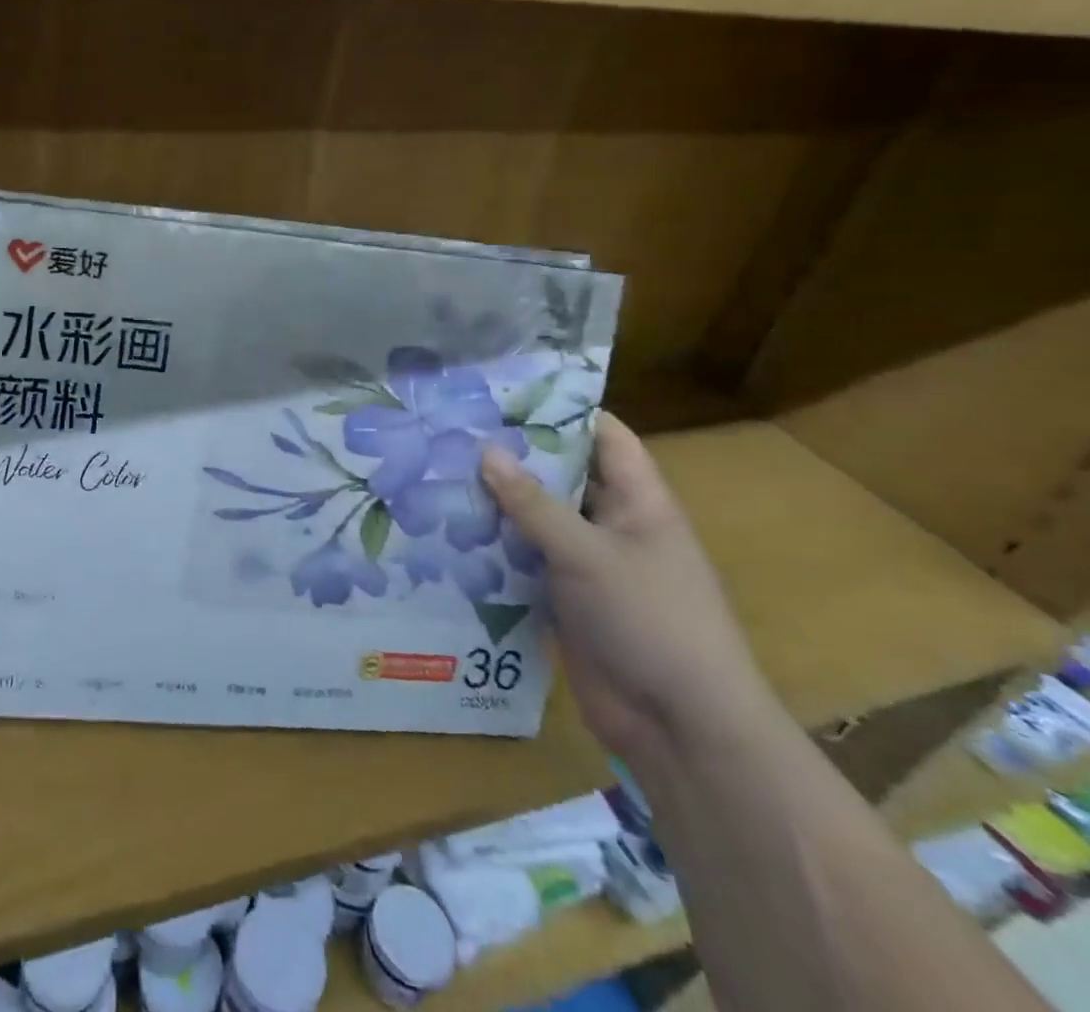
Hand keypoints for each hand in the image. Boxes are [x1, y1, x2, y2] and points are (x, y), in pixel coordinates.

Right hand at [479, 413, 774, 766]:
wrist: (679, 726)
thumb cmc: (650, 621)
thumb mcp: (587, 554)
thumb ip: (533, 503)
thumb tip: (486, 451)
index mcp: (639, 503)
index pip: (604, 437)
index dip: (562, 410)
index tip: (505, 391)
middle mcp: (614, 525)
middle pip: (562, 475)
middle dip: (514, 455)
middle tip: (453, 430)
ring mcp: (589, 563)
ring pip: (538, 518)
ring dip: (497, 502)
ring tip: (438, 472)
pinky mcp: (565, 597)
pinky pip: (525, 558)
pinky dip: (494, 545)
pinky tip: (449, 531)